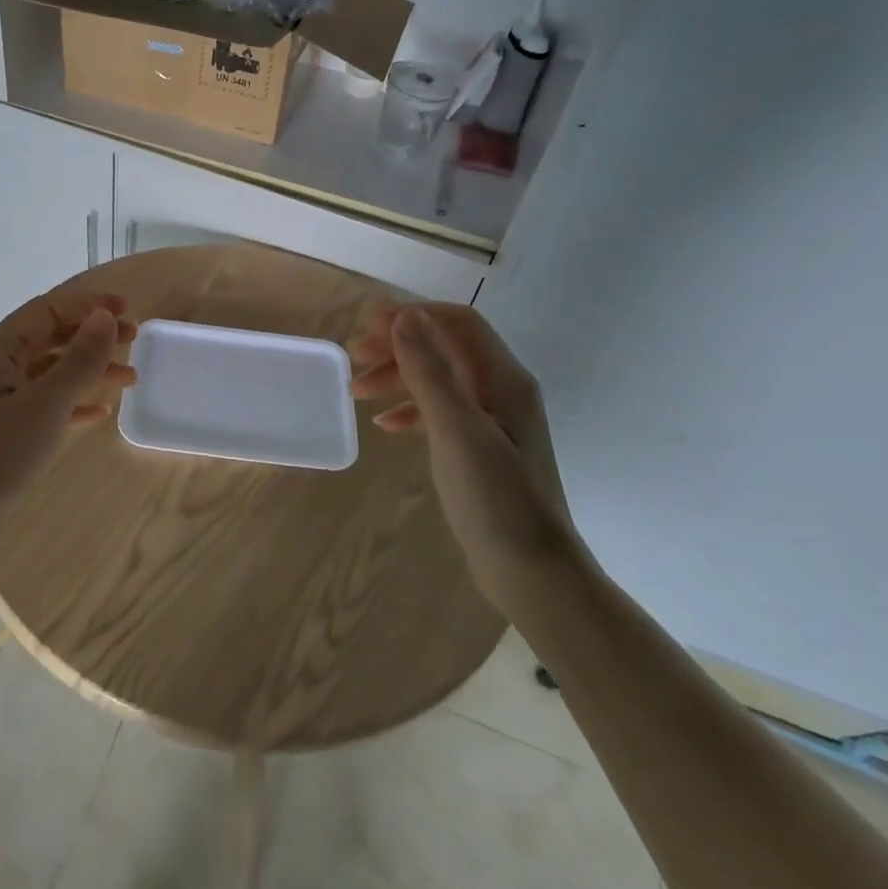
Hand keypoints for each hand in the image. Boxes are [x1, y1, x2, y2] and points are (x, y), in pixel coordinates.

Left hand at [0, 290, 137, 573]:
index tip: (127, 310)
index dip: (87, 305)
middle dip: (92, 337)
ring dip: (89, 372)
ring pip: (51, 374)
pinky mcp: (4, 434)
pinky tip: (100, 414)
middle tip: (133, 342)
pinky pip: (46, 406)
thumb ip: (79, 359)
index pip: (46, 311)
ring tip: (129, 381)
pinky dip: (74, 404)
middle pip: (50, 339)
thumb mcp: (45, 404)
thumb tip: (105, 317)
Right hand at [349, 302, 584, 600]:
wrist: (534, 574)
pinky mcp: (484, 448)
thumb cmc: (495, 499)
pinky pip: (442, 413)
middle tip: (354, 359)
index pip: (458, 322)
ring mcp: (495, 421)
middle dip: (398, 346)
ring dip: (399, 377)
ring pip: (440, 379)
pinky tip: (386, 427)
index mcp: (504, 379)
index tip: (365, 326)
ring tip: (358, 393)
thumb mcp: (455, 430)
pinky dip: (411, 411)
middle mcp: (503, 391)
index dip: (411, 315)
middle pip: (445, 347)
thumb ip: (429, 371)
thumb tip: (404, 314)